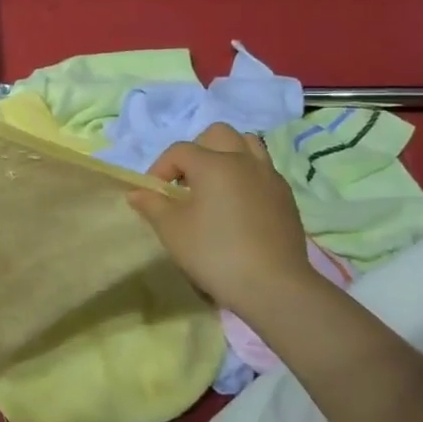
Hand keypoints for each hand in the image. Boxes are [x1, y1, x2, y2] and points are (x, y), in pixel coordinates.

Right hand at [128, 123, 320, 316]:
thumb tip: (136, 192)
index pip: (179, 151)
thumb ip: (152, 205)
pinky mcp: (286, 197)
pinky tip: (237, 205)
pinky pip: (262, 170)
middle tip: (186, 182)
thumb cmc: (215, 253)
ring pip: (247, 145)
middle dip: (196, 150)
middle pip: (217, 134)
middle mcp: (244, 161)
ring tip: (214, 185)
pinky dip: (246, 176)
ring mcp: (270, 177)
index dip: (160, 168)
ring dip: (226, 156)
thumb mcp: (172, 230)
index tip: (154, 195)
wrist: (273, 286)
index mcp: (214, 164)